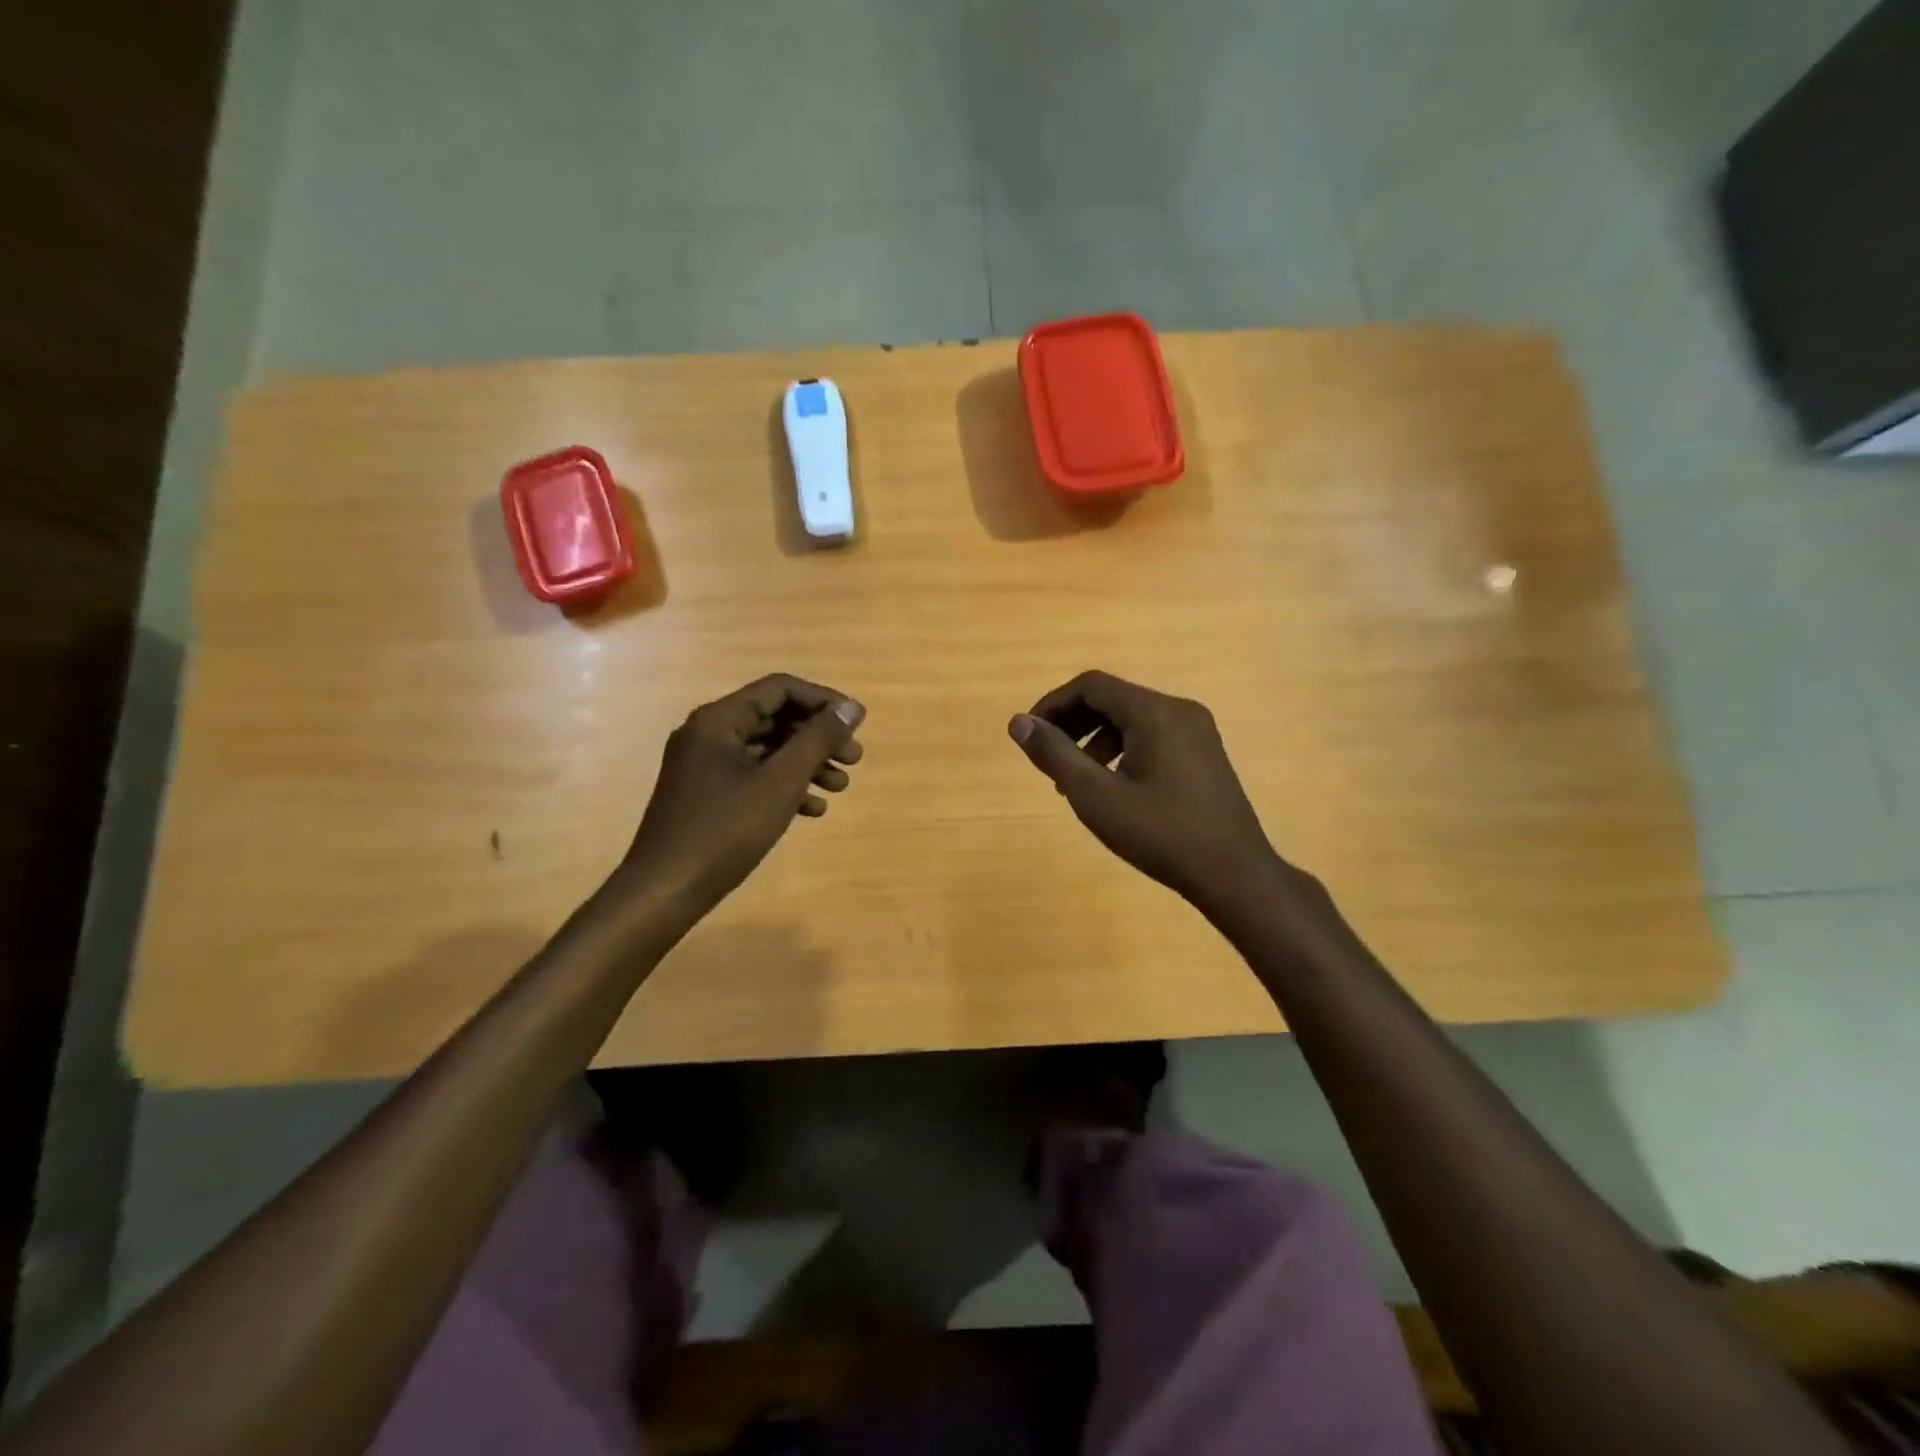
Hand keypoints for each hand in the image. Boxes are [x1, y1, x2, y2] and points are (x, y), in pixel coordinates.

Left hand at [613, 674, 864, 915]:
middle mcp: (708, 734)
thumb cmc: (725, 831)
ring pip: (767, 750)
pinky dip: (785, 786)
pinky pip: (754, 776)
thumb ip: (818, 740)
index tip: (856, 724)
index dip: (823, 701)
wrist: (665, 890)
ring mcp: (705, 765)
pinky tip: (813, 809)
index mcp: (719, 720)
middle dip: (818, 737)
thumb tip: (851, 708)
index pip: (780, 689)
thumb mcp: (780, 782)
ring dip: (807, 763)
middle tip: (854, 759)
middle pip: (775, 718)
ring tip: (840, 787)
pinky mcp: (707, 794)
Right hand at [1008, 670, 1289, 915]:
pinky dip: (1122, 750)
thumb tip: (1019, 722)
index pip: (1091, 686)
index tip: (1030, 735)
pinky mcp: (1204, 755)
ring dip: (1094, 739)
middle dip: (1072, 723)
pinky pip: (1153, 736)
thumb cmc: (1160, 834)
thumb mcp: (1095, 796)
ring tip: (1074, 781)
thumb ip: (1054, 754)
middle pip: (1112, 699)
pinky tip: (1112, 787)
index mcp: (1155, 712)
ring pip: (1132, 719)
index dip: (1052, 705)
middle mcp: (1179, 710)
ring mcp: (1197, 732)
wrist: (1235, 875)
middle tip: (1047, 758)